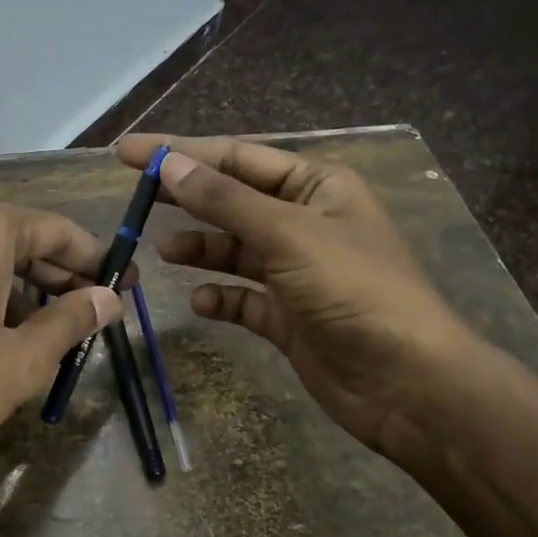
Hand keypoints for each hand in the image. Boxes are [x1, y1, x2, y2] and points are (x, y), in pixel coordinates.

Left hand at [0, 199, 122, 491]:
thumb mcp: (22, 359)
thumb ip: (72, 322)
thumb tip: (110, 298)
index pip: (56, 231)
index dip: (97, 260)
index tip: (128, 286)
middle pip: (18, 242)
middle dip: (60, 279)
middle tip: (96, 315)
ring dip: (22, 293)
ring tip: (51, 336)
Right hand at [116, 134, 479, 454]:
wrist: (408, 384)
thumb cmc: (354, 290)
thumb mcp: (287, 234)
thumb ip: (223, 200)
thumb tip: (167, 163)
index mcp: (317, 186)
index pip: (237, 157)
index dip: (182, 152)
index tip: (129, 152)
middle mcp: (305, 222)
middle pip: (232, 200)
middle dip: (185, 197)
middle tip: (134, 195)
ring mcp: (297, 271)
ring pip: (234, 249)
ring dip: (200, 247)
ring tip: (164, 251)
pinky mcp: (288, 315)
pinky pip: (243, 297)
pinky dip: (220, 296)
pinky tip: (203, 302)